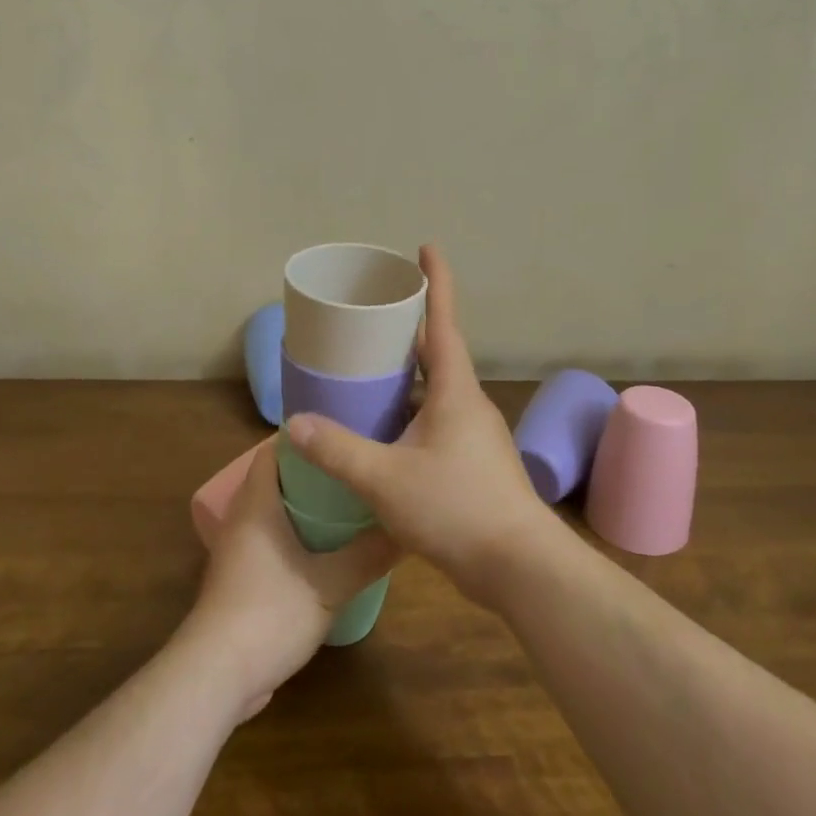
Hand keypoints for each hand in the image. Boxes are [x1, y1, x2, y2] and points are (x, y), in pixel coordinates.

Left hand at [187, 439, 397, 717]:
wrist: (217, 675)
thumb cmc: (271, 614)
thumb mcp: (331, 585)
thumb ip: (368, 555)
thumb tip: (406, 529)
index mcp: (256, 505)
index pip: (273, 451)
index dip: (305, 439)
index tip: (341, 437)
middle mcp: (241, 520)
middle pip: (275, 480)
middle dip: (313, 474)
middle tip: (353, 471)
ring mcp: (237, 552)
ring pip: (273, 514)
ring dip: (304, 509)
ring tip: (347, 507)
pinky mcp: (239, 580)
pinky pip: (269, 542)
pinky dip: (295, 537)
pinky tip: (326, 552)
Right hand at [283, 245, 558, 608]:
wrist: (519, 567)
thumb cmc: (456, 508)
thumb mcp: (386, 478)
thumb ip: (338, 450)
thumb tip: (295, 424)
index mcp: (455, 392)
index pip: (444, 322)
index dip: (436, 282)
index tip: (426, 248)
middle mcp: (469, 405)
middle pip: (439, 353)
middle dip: (410, 329)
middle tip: (375, 315)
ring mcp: (475, 436)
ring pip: (437, 392)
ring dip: (410, 376)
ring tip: (370, 371)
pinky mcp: (474, 464)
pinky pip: (437, 422)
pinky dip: (412, 413)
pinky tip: (386, 433)